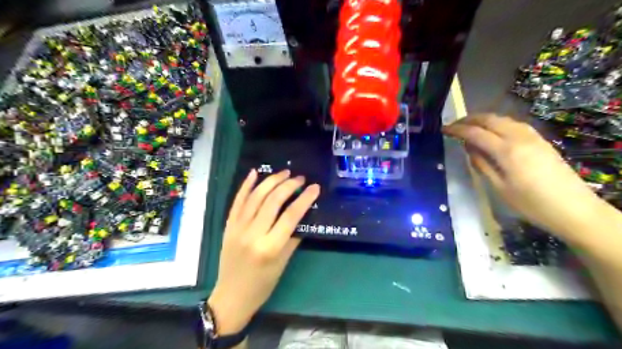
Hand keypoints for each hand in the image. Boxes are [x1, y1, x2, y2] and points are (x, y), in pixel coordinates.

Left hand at [207, 169, 317, 335]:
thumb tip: (302, 215)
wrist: (232, 296)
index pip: (291, 216)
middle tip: (300, 178)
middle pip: (273, 201)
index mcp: (270, 247)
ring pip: (255, 197)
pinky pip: (237, 201)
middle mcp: (253, 234)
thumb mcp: (283, 263)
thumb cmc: (263, 284)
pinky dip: (245, 185)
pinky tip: (254, 173)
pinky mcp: (228, 225)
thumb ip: (293, 237)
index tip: (314, 187)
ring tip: (284, 173)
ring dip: (271, 181)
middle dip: (288, 185)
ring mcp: (237, 228)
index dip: (304, 199)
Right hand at [445, 115, 610, 241]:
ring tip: (469, 127)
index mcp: (506, 151)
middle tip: (454, 126)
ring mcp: (532, 137)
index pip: (475, 133)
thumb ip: (482, 164)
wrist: (574, 209)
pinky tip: (493, 131)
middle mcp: (519, 137)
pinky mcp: (540, 140)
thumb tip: (469, 148)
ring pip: (502, 119)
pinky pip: (514, 124)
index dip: (457, 129)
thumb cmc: (531, 204)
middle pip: (489, 119)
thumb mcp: (499, 188)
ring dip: (483, 120)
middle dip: (469, 120)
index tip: (443, 129)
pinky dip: (498, 123)